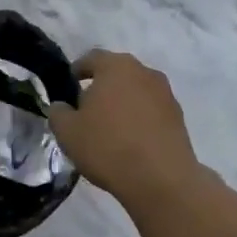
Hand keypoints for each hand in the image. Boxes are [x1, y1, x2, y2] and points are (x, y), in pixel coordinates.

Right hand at [48, 50, 202, 207]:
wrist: (160, 178)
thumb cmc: (107, 147)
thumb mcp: (67, 132)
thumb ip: (58, 112)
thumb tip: (61, 106)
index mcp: (115, 67)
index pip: (92, 58)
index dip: (78, 69)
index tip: (70, 82)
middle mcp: (144, 72)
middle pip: (117, 72)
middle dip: (102, 86)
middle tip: (87, 107)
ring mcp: (165, 93)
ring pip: (136, 90)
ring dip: (123, 102)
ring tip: (110, 126)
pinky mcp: (178, 116)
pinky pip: (152, 110)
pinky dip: (140, 117)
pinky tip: (131, 139)